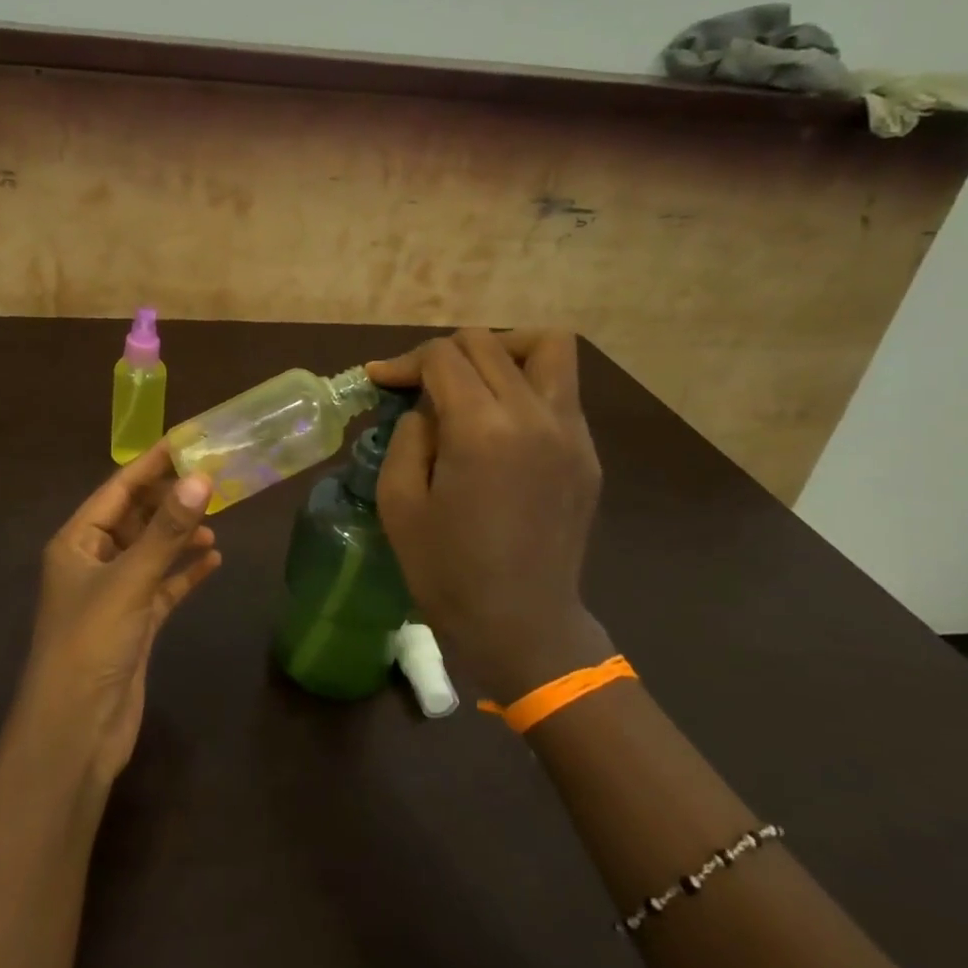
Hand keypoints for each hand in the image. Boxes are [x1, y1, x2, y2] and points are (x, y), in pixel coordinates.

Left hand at [18, 442, 220, 782]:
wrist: (76, 732)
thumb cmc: (91, 643)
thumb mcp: (130, 580)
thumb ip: (167, 531)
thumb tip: (202, 478)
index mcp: (76, 542)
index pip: (117, 489)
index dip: (151, 465)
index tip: (188, 441)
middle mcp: (93, 562)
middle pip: (135, 517)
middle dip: (171, 499)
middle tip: (214, 477)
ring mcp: (114, 595)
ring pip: (152, 551)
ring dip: (180, 535)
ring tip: (218, 517)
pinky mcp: (135, 625)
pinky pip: (163, 587)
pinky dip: (185, 573)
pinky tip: (214, 561)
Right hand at [369, 329, 610, 703]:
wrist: (521, 625)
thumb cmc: (447, 570)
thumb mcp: (399, 501)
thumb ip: (409, 435)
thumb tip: (426, 406)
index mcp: (481, 429)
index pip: (443, 356)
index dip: (404, 361)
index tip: (380, 380)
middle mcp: (533, 415)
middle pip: (488, 342)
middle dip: (443, 353)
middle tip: (418, 386)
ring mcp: (570, 432)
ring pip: (546, 346)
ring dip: (502, 349)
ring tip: (473, 380)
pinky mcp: (587, 452)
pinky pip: (561, 389)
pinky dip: (526, 383)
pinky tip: (500, 422)